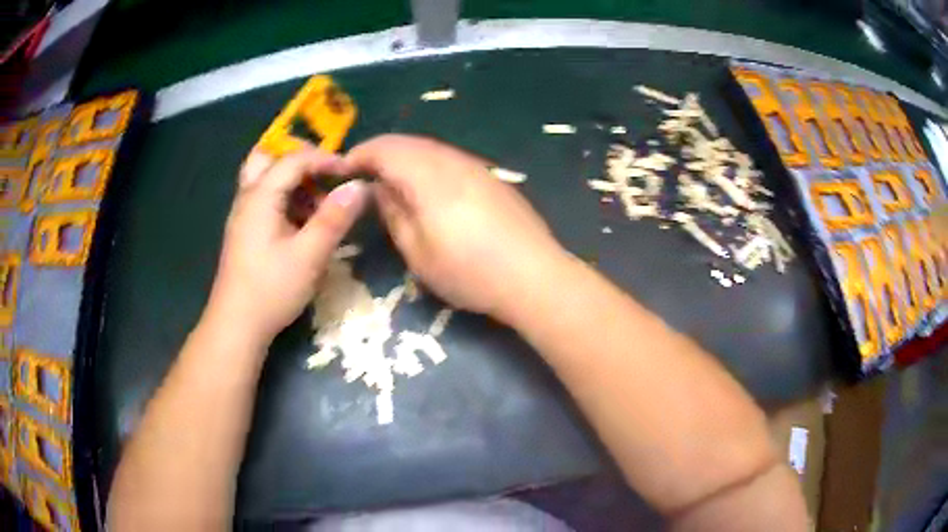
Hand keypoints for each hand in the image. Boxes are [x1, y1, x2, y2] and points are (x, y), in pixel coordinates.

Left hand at [204, 146, 368, 344]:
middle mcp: (248, 198)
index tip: (351, 172)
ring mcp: (243, 215)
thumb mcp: (309, 255)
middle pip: (268, 157)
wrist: (236, 325)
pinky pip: (264, 198)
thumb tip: (360, 186)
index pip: (294, 159)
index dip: (325, 159)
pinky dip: (285, 198)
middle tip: (323, 172)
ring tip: (318, 203)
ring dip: (293, 180)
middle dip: (298, 158)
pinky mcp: (245, 231)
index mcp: (260, 196)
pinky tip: (302, 224)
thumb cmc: (271, 289)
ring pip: (265, 178)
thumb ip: (334, 218)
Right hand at [345, 135, 563, 319]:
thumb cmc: (469, 271)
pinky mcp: (492, 178)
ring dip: (405, 158)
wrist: (534, 276)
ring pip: (431, 149)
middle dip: (380, 153)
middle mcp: (453, 161)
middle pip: (408, 143)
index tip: (342, 170)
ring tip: (391, 181)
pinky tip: (427, 189)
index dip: (360, 155)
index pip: (385, 148)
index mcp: (428, 175)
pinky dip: (428, 166)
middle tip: (363, 175)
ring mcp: (477, 167)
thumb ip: (394, 213)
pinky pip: (450, 160)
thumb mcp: (417, 252)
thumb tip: (379, 188)